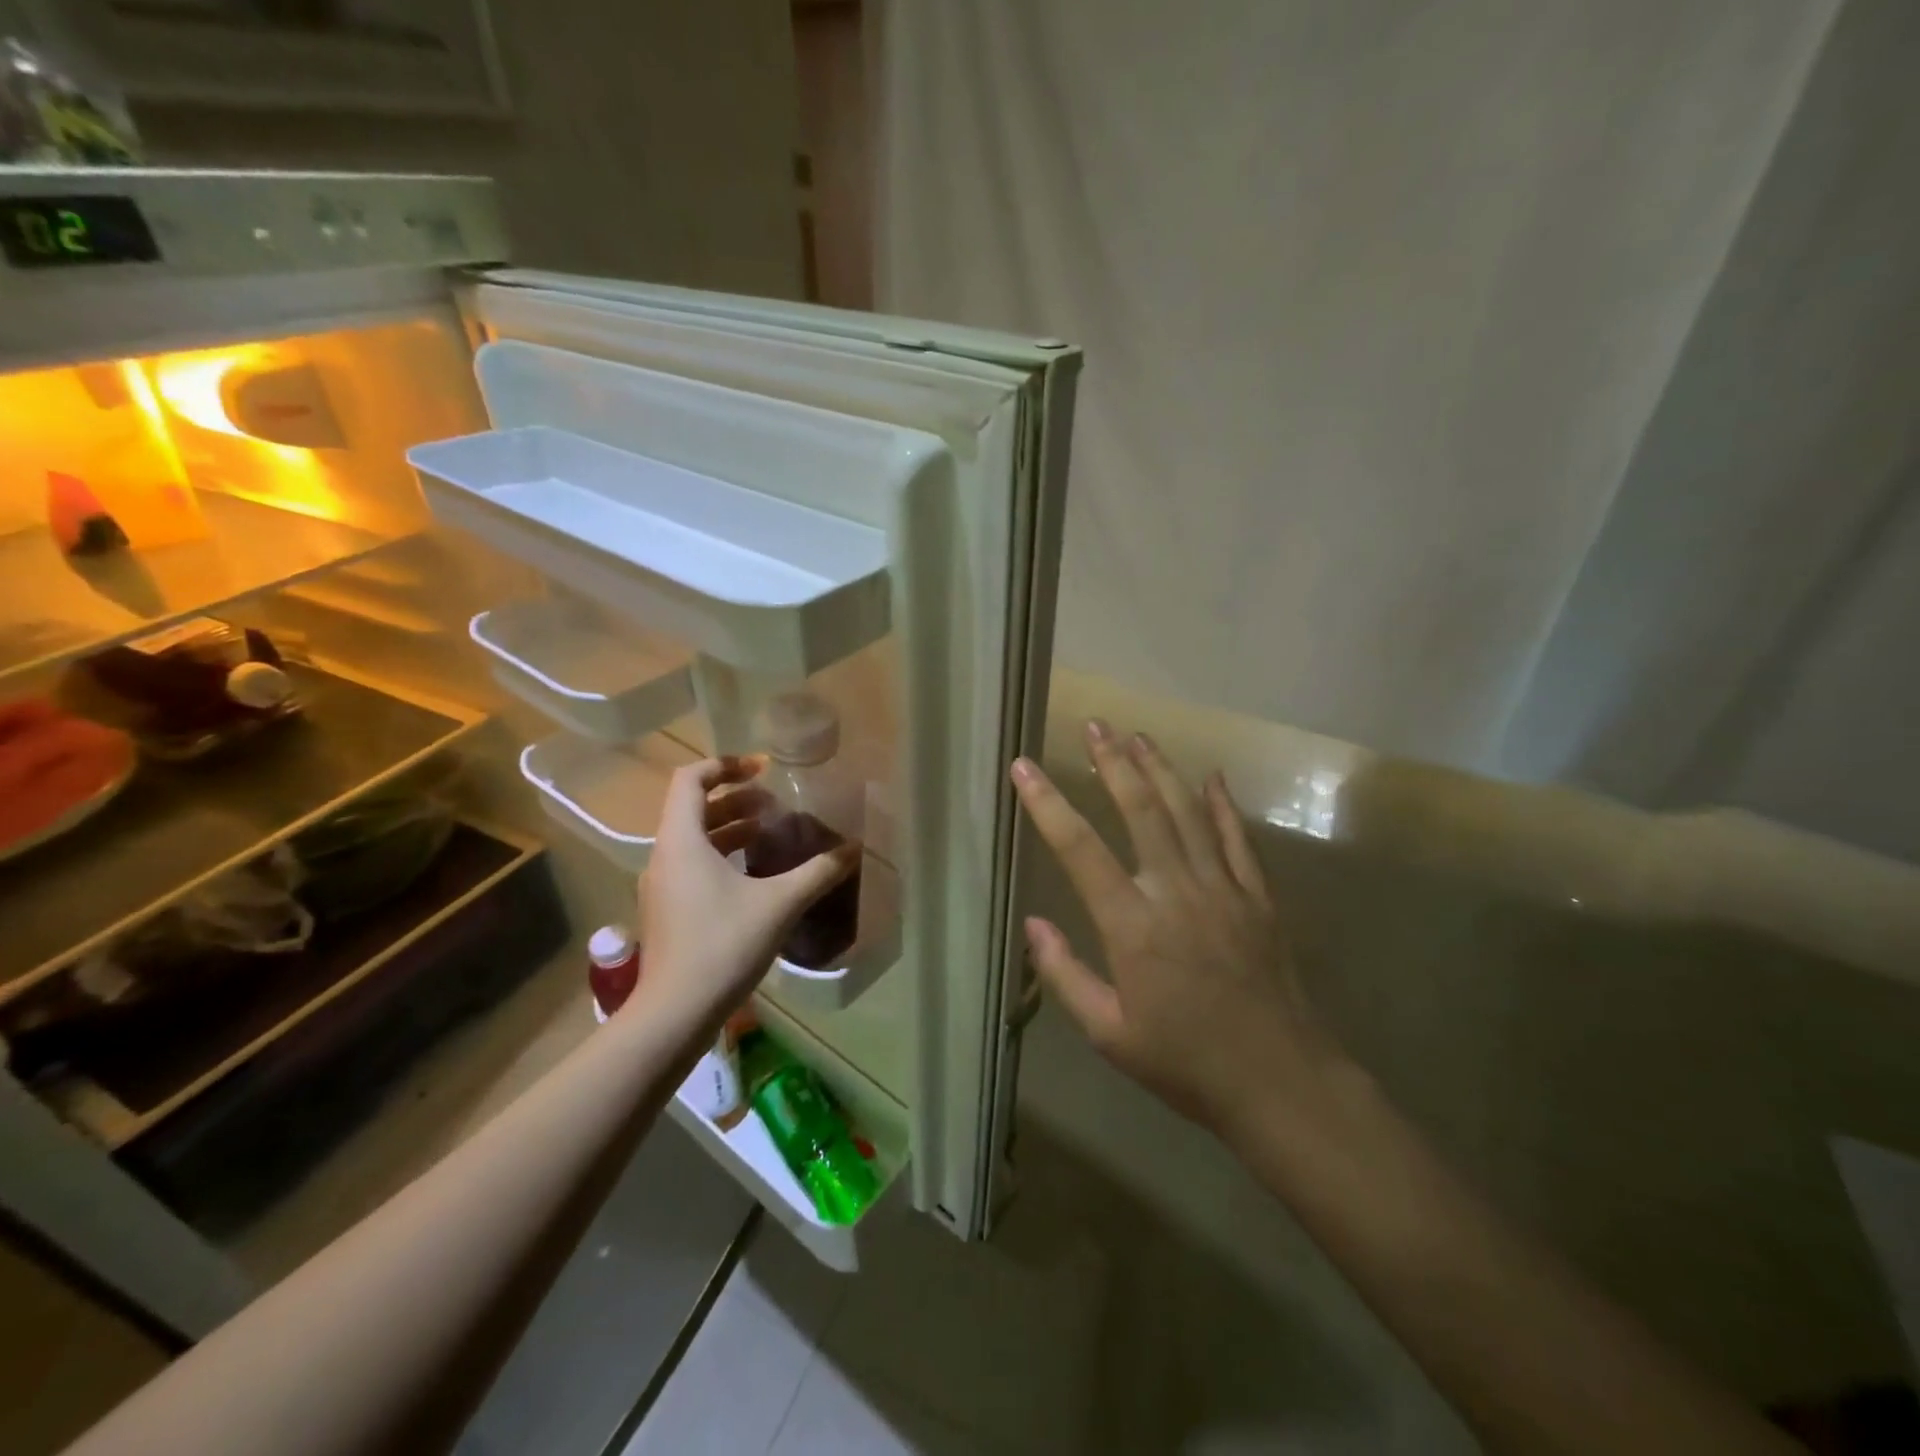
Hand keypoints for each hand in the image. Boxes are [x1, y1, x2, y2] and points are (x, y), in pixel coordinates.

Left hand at [636, 756, 858, 1028]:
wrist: (674, 1015)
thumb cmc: (722, 946)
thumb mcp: (779, 904)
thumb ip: (818, 872)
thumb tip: (854, 849)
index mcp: (681, 841)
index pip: (690, 779)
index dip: (725, 765)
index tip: (763, 769)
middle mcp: (664, 856)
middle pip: (693, 808)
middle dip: (736, 799)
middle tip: (775, 804)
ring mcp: (662, 886)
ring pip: (694, 839)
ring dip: (731, 828)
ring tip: (771, 832)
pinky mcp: (668, 911)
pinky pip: (693, 866)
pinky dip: (723, 856)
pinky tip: (756, 876)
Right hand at [1010, 720, 1346, 1138]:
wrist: (1280, 1082)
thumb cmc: (1184, 1063)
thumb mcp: (1109, 1033)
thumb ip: (1065, 975)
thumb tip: (1032, 924)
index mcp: (1132, 925)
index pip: (1079, 848)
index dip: (1047, 803)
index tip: (1024, 766)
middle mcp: (1175, 892)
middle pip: (1140, 810)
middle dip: (1113, 763)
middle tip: (1094, 725)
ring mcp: (1222, 889)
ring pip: (1188, 813)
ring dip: (1161, 769)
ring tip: (1138, 735)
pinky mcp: (1258, 897)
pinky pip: (1237, 839)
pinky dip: (1223, 804)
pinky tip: (1212, 775)